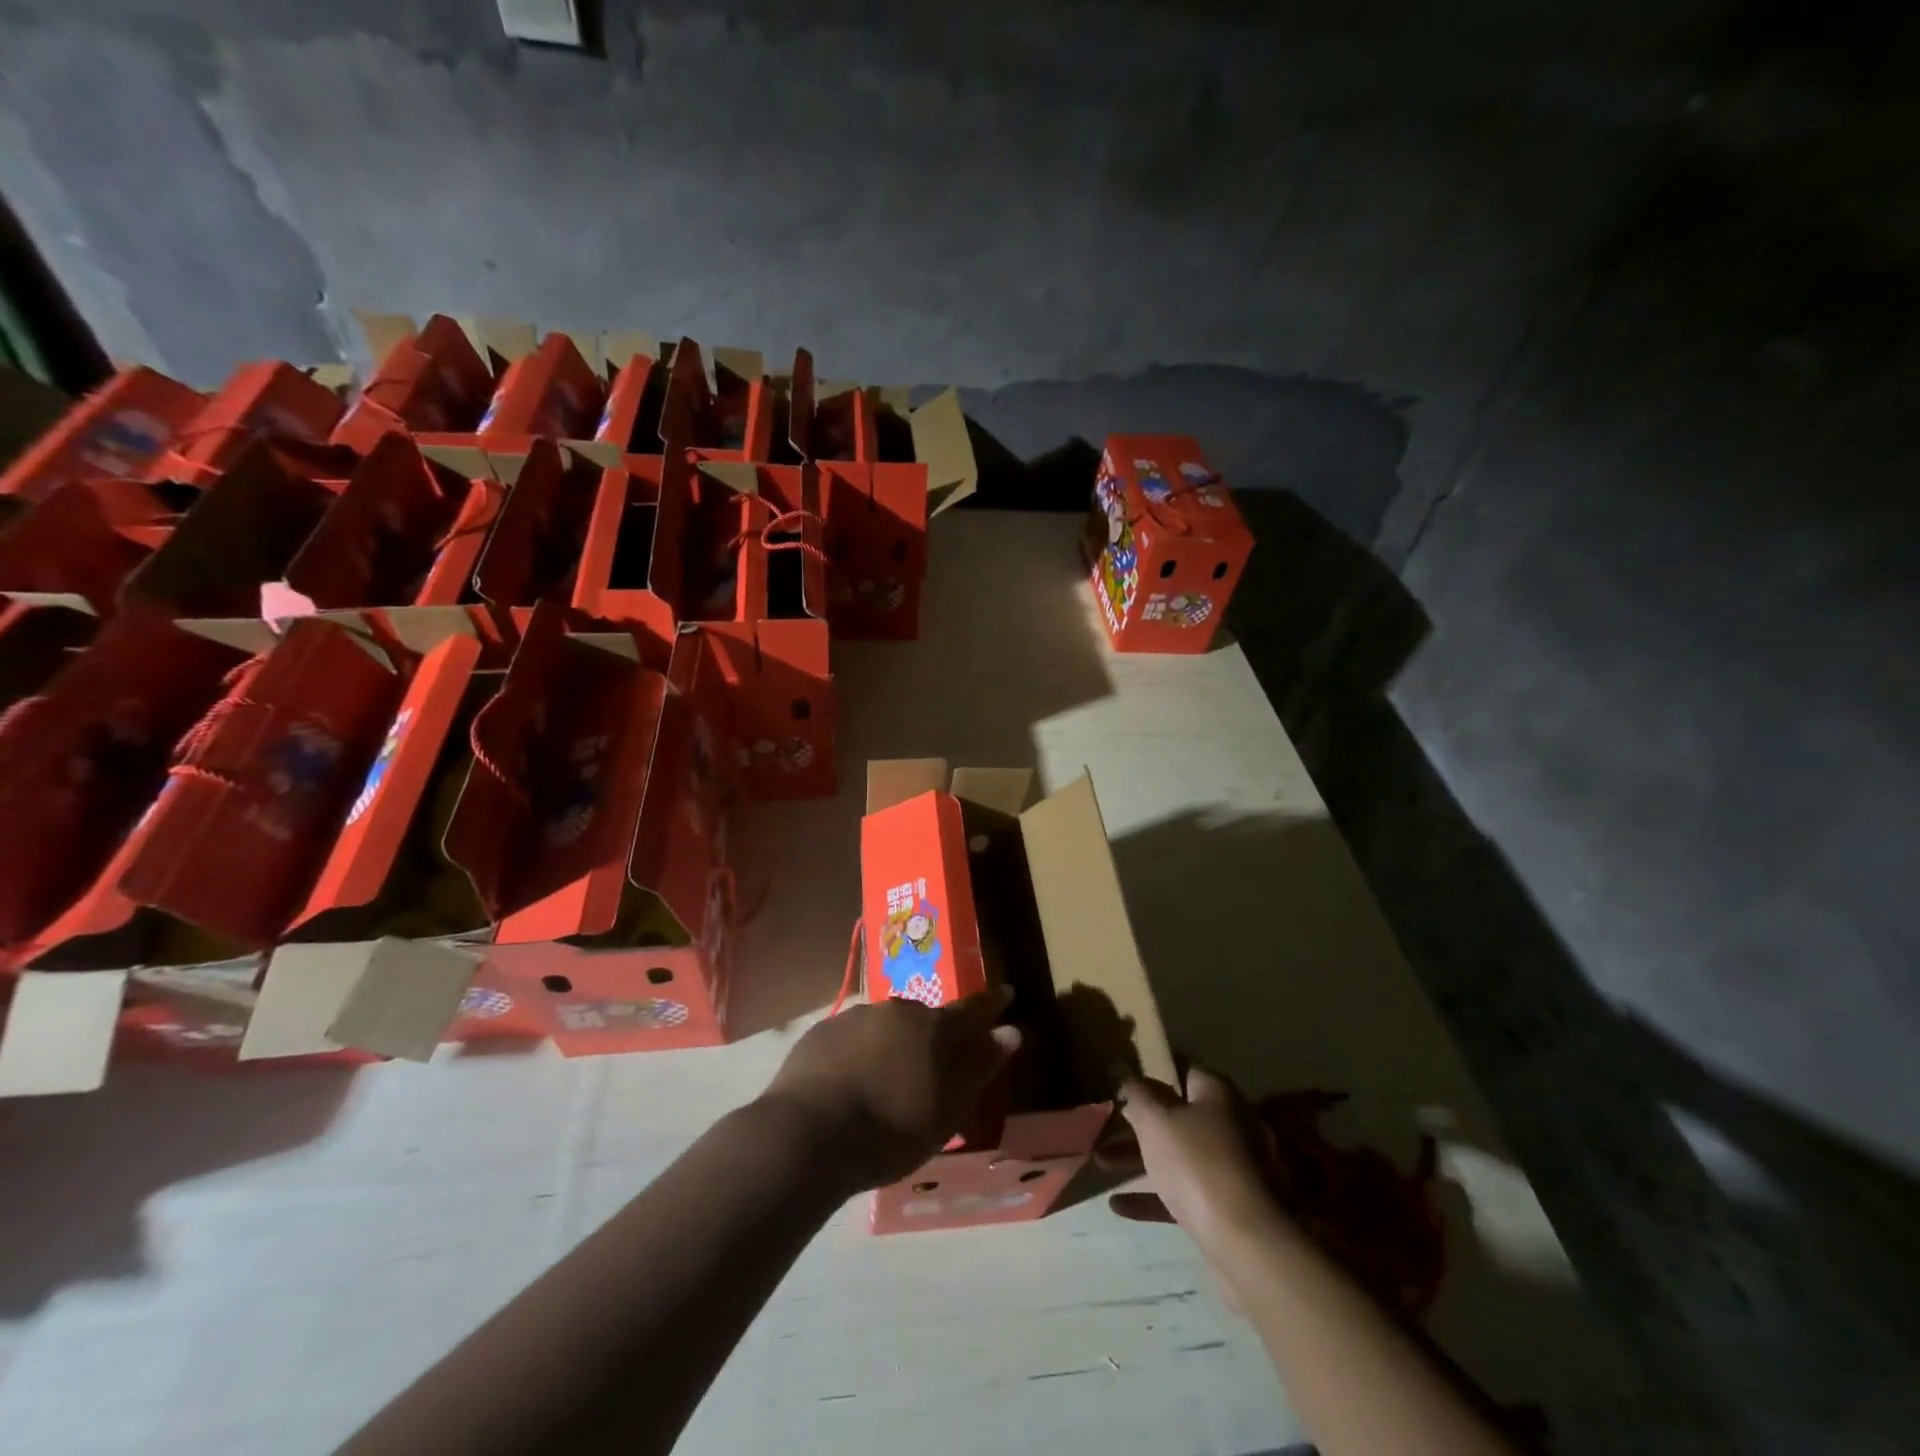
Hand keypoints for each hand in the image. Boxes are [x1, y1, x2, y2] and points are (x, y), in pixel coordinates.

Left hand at [760, 988, 1021, 1193]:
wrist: (807, 1135)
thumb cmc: (890, 1130)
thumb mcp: (947, 1109)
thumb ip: (979, 1066)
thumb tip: (1010, 1031)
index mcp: (934, 1027)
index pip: (973, 1009)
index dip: (992, 1004)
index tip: (1007, 993)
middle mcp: (897, 1010)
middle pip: (925, 1019)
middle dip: (933, 1036)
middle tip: (931, 1067)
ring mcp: (855, 1017)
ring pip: (885, 1027)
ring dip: (892, 1046)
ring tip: (885, 1083)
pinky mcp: (821, 1032)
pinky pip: (851, 1039)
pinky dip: (858, 1055)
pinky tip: (849, 1084)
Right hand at [1110, 1068, 1288, 1263]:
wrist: (1250, 1245)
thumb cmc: (1198, 1164)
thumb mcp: (1156, 1120)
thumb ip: (1135, 1092)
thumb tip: (1123, 1069)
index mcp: (1216, 1094)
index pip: (1181, 1068)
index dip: (1149, 1070)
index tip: (1120, 1077)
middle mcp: (1228, 1124)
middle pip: (1175, 1114)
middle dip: (1137, 1120)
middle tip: (1104, 1122)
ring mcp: (1230, 1168)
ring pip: (1176, 1154)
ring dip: (1138, 1158)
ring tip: (1100, 1161)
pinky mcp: (1226, 1208)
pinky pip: (1182, 1192)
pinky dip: (1152, 1196)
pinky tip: (1117, 1205)